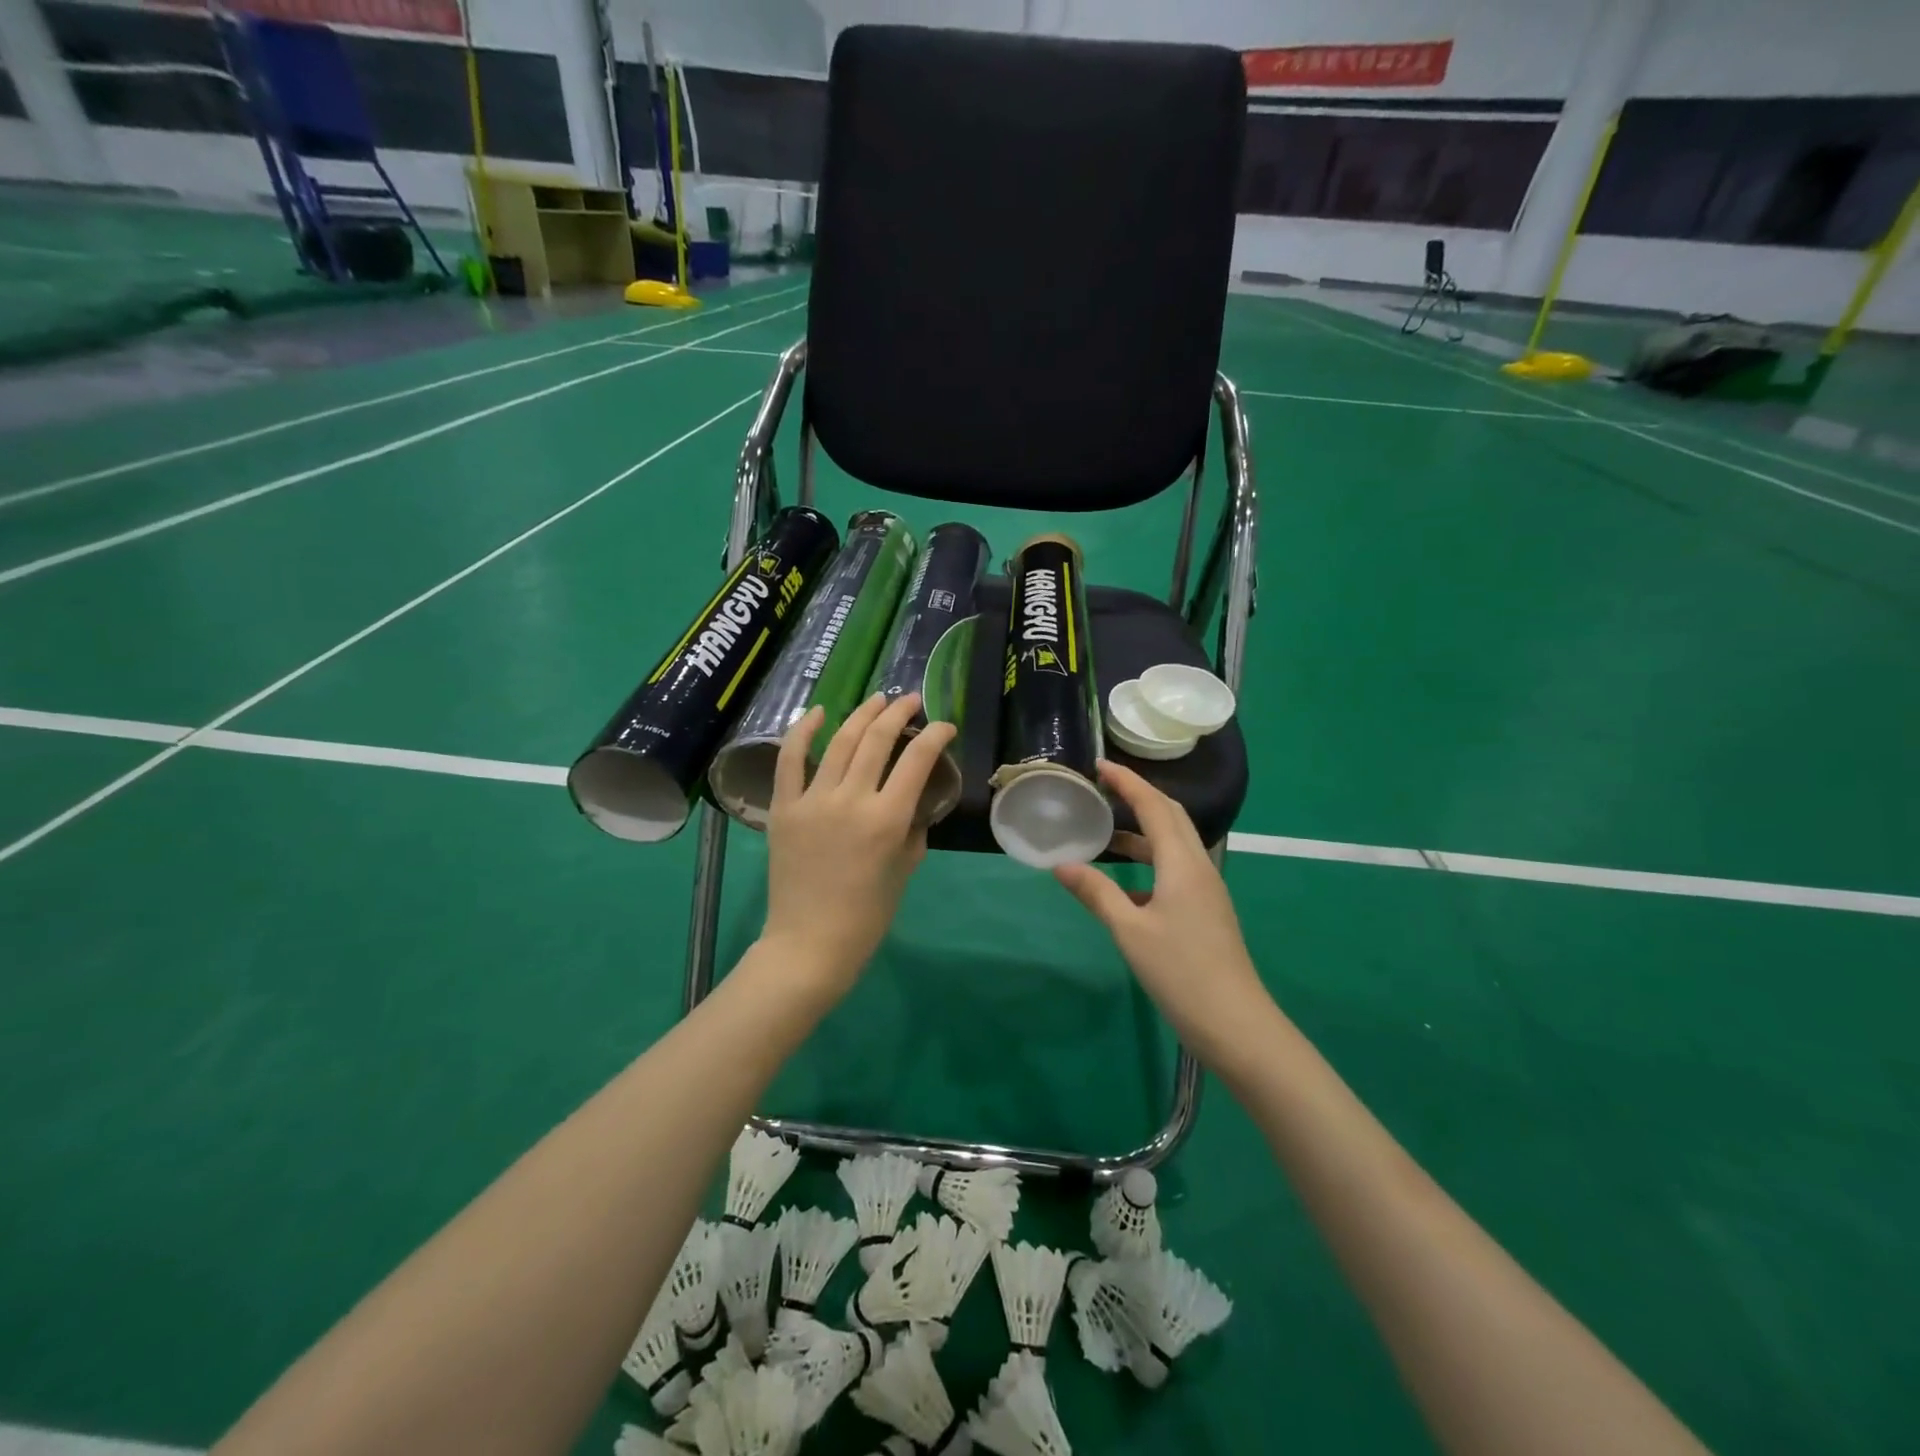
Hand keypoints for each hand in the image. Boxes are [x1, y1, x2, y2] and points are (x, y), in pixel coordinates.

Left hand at [760, 693, 956, 995]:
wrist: (809, 943)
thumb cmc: (866, 915)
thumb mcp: (905, 869)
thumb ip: (913, 828)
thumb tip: (913, 801)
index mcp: (887, 819)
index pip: (917, 759)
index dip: (935, 735)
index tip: (945, 727)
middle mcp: (851, 800)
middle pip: (877, 740)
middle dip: (899, 713)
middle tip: (910, 701)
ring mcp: (812, 800)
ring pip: (839, 741)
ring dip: (862, 714)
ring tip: (877, 699)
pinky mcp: (783, 807)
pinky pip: (789, 760)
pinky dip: (801, 731)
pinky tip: (817, 712)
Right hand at [1053, 759, 1269, 1055]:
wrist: (1235, 1023)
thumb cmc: (1181, 972)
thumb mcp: (1130, 931)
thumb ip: (1097, 893)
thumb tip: (1062, 865)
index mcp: (1183, 864)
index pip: (1154, 807)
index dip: (1128, 782)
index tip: (1100, 765)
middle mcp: (1199, 868)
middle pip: (1171, 817)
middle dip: (1139, 796)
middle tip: (1104, 788)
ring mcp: (1206, 891)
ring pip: (1174, 845)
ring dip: (1143, 831)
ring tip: (1106, 832)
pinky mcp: (1206, 911)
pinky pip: (1175, 869)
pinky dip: (1149, 862)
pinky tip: (1126, 884)